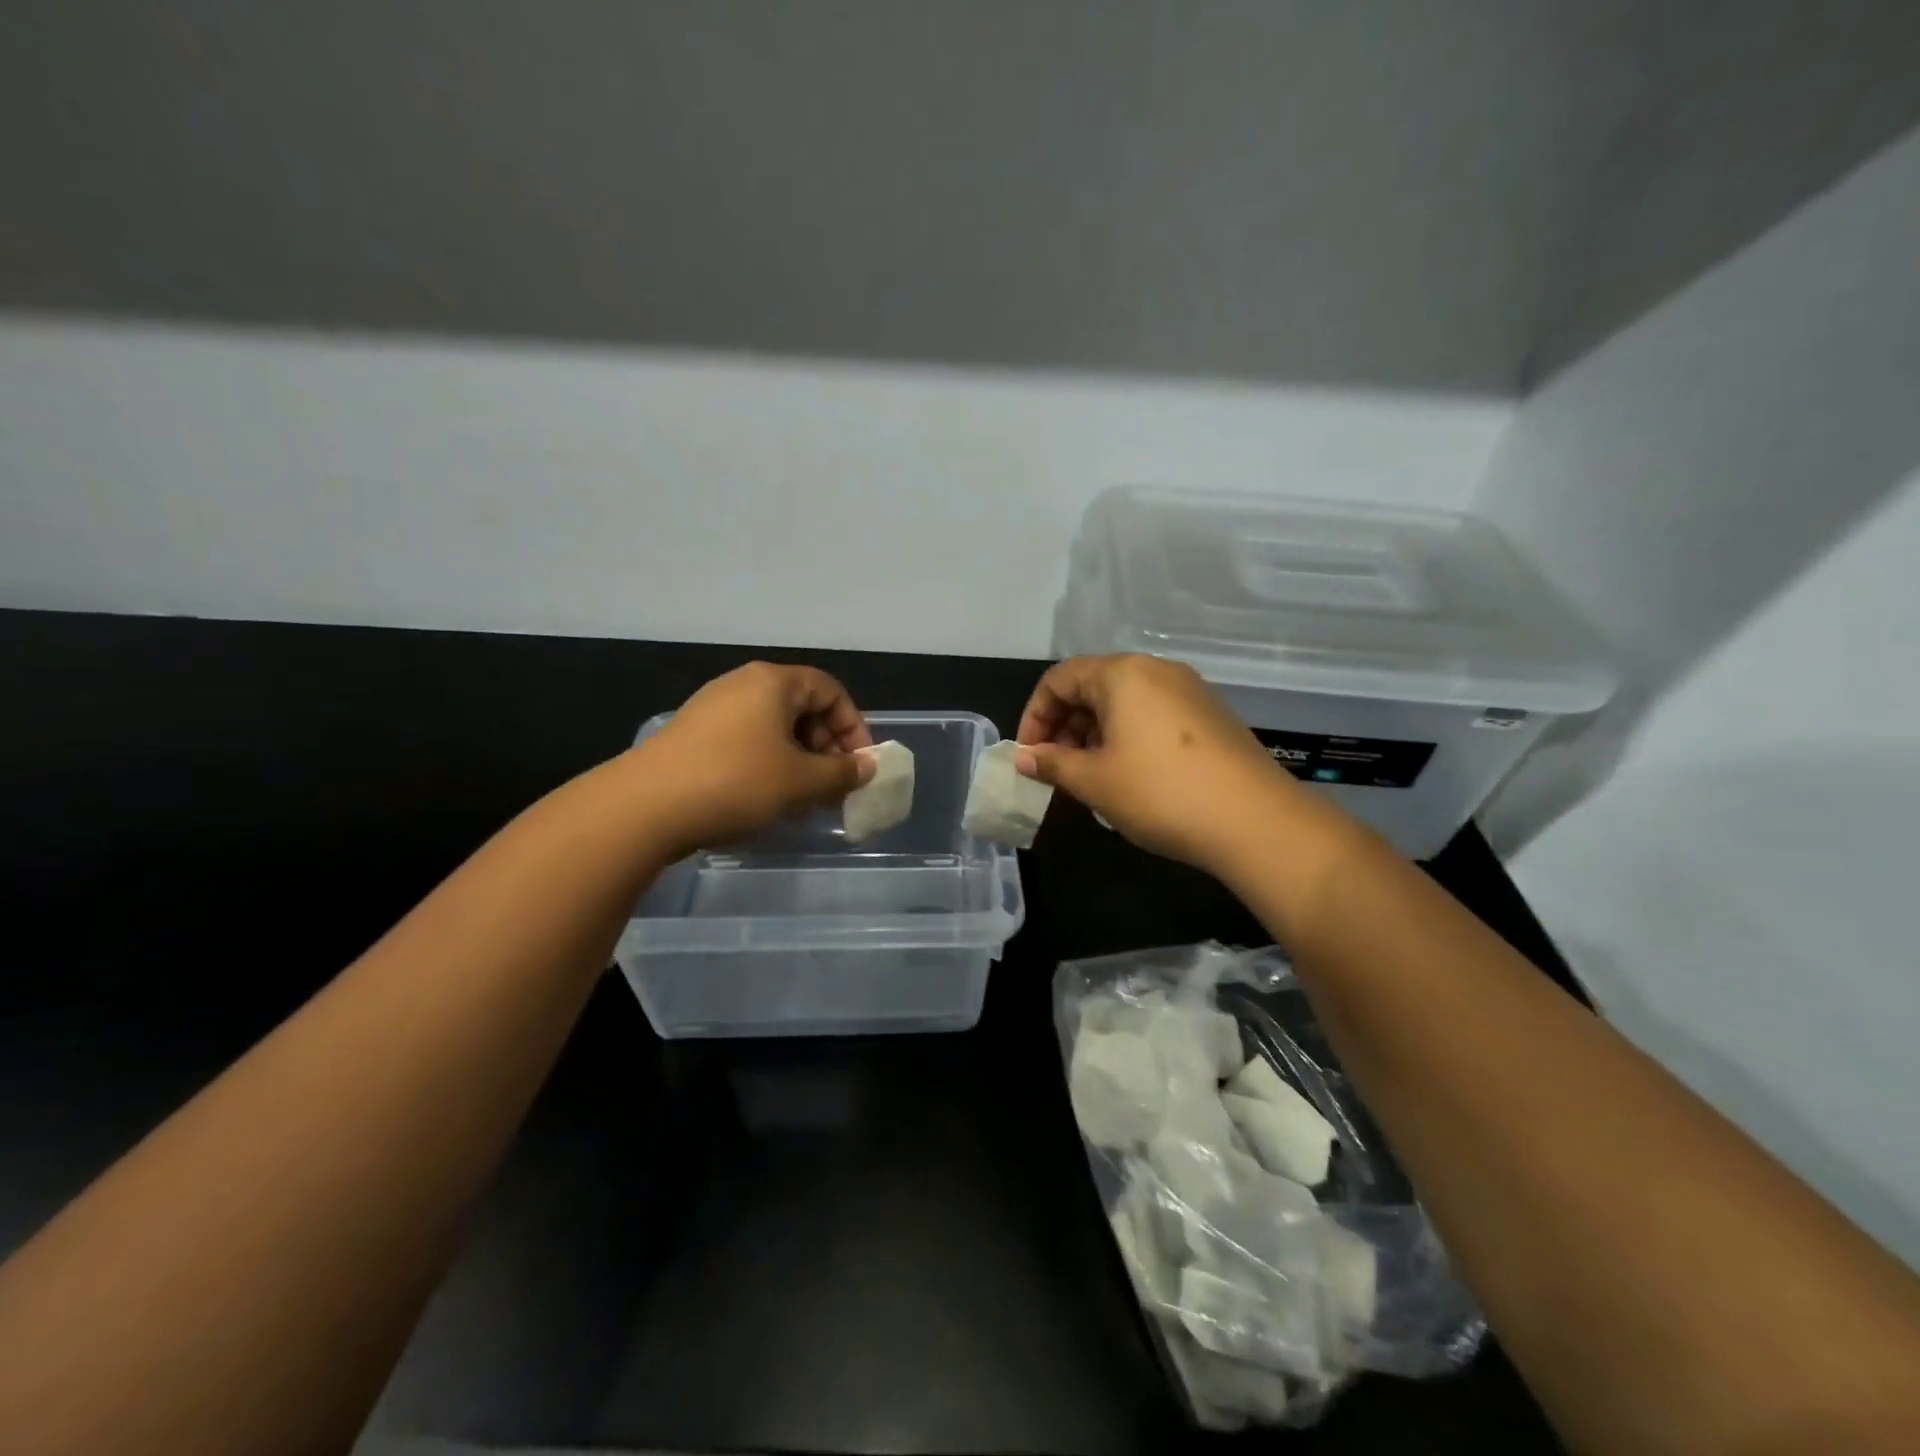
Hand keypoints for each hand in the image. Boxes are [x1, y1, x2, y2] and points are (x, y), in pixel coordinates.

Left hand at [635, 661, 874, 856]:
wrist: (644, 807)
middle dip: (826, 748)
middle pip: (802, 708)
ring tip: (803, 798)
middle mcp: (743, 684)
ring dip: (799, 760)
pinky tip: (766, 798)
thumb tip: (867, 767)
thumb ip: (842, 773)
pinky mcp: (693, 735)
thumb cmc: (736, 783)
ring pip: (774, 728)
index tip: (859, 766)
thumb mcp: (801, 782)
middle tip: (833, 786)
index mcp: (773, 682)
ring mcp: (713, 708)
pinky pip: (747, 741)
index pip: (831, 691)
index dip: (853, 727)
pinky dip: (768, 764)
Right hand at [1014, 654, 1304, 873]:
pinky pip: (1153, 715)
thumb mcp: (1094, 781)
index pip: (1059, 679)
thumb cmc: (1160, 793)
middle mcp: (1156, 670)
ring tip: (1089, 777)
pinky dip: (1127, 738)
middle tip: (1055, 770)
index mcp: (1122, 674)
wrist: (1256, 821)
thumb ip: (1052, 764)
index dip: (1034, 717)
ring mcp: (1189, 691)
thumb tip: (1023, 758)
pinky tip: (1129, 776)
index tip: (1027, 757)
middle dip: (1064, 726)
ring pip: (1124, 703)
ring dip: (1094, 734)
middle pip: (1092, 686)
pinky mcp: (1211, 716)